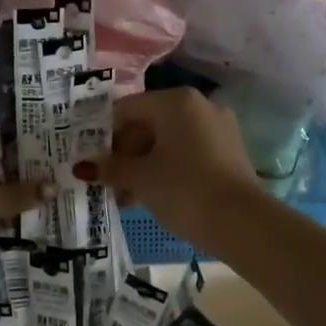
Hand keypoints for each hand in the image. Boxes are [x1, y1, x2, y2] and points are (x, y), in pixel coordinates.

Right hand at [76, 88, 259, 253]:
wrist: (242, 223)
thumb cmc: (183, 190)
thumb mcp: (140, 179)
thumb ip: (110, 168)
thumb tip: (83, 166)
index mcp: (175, 101)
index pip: (126, 109)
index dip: (102, 134)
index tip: (88, 158)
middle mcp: (199, 106)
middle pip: (147, 124)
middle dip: (123, 154)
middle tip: (105, 181)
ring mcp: (217, 128)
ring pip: (167, 141)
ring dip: (142, 165)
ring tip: (123, 196)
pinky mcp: (228, 152)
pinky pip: (186, 153)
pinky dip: (166, 169)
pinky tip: (149, 196)